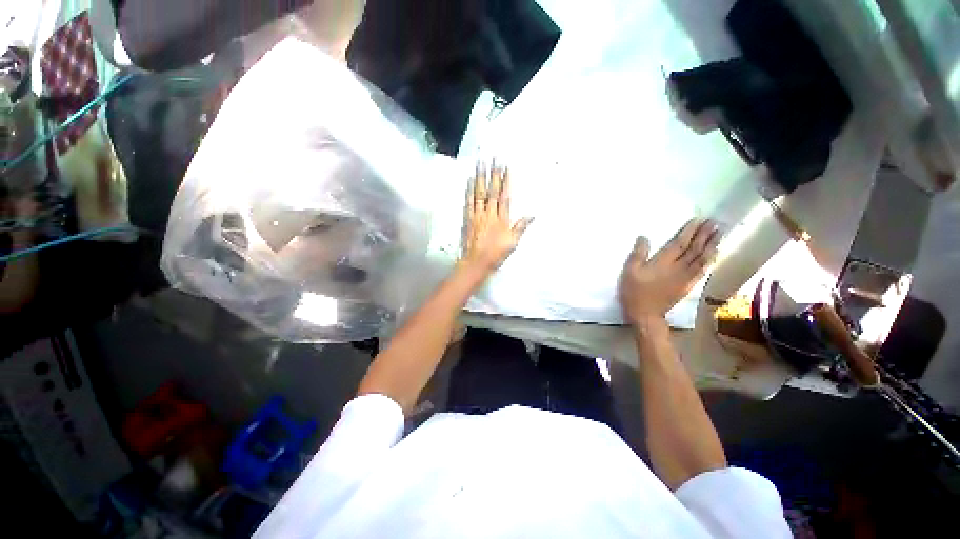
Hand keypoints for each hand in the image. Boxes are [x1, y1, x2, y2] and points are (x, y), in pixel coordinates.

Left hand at [460, 162, 532, 275]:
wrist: (476, 262)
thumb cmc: (496, 254)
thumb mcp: (512, 243)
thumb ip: (521, 227)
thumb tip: (532, 214)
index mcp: (501, 219)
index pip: (504, 196)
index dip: (505, 181)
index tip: (505, 167)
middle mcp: (489, 214)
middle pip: (491, 191)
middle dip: (493, 173)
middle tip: (493, 158)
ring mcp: (477, 215)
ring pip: (479, 193)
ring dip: (479, 177)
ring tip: (480, 163)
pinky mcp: (468, 219)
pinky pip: (468, 202)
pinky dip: (469, 190)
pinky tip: (469, 181)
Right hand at [619, 218, 720, 322]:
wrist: (646, 314)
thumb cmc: (635, 291)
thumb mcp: (630, 271)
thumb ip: (638, 254)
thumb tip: (644, 237)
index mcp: (663, 262)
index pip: (680, 243)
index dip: (689, 231)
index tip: (698, 219)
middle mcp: (678, 267)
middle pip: (694, 248)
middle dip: (704, 234)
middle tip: (714, 222)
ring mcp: (685, 277)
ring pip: (702, 258)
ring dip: (711, 245)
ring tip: (719, 233)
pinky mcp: (688, 285)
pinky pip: (702, 270)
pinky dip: (709, 260)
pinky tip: (714, 254)